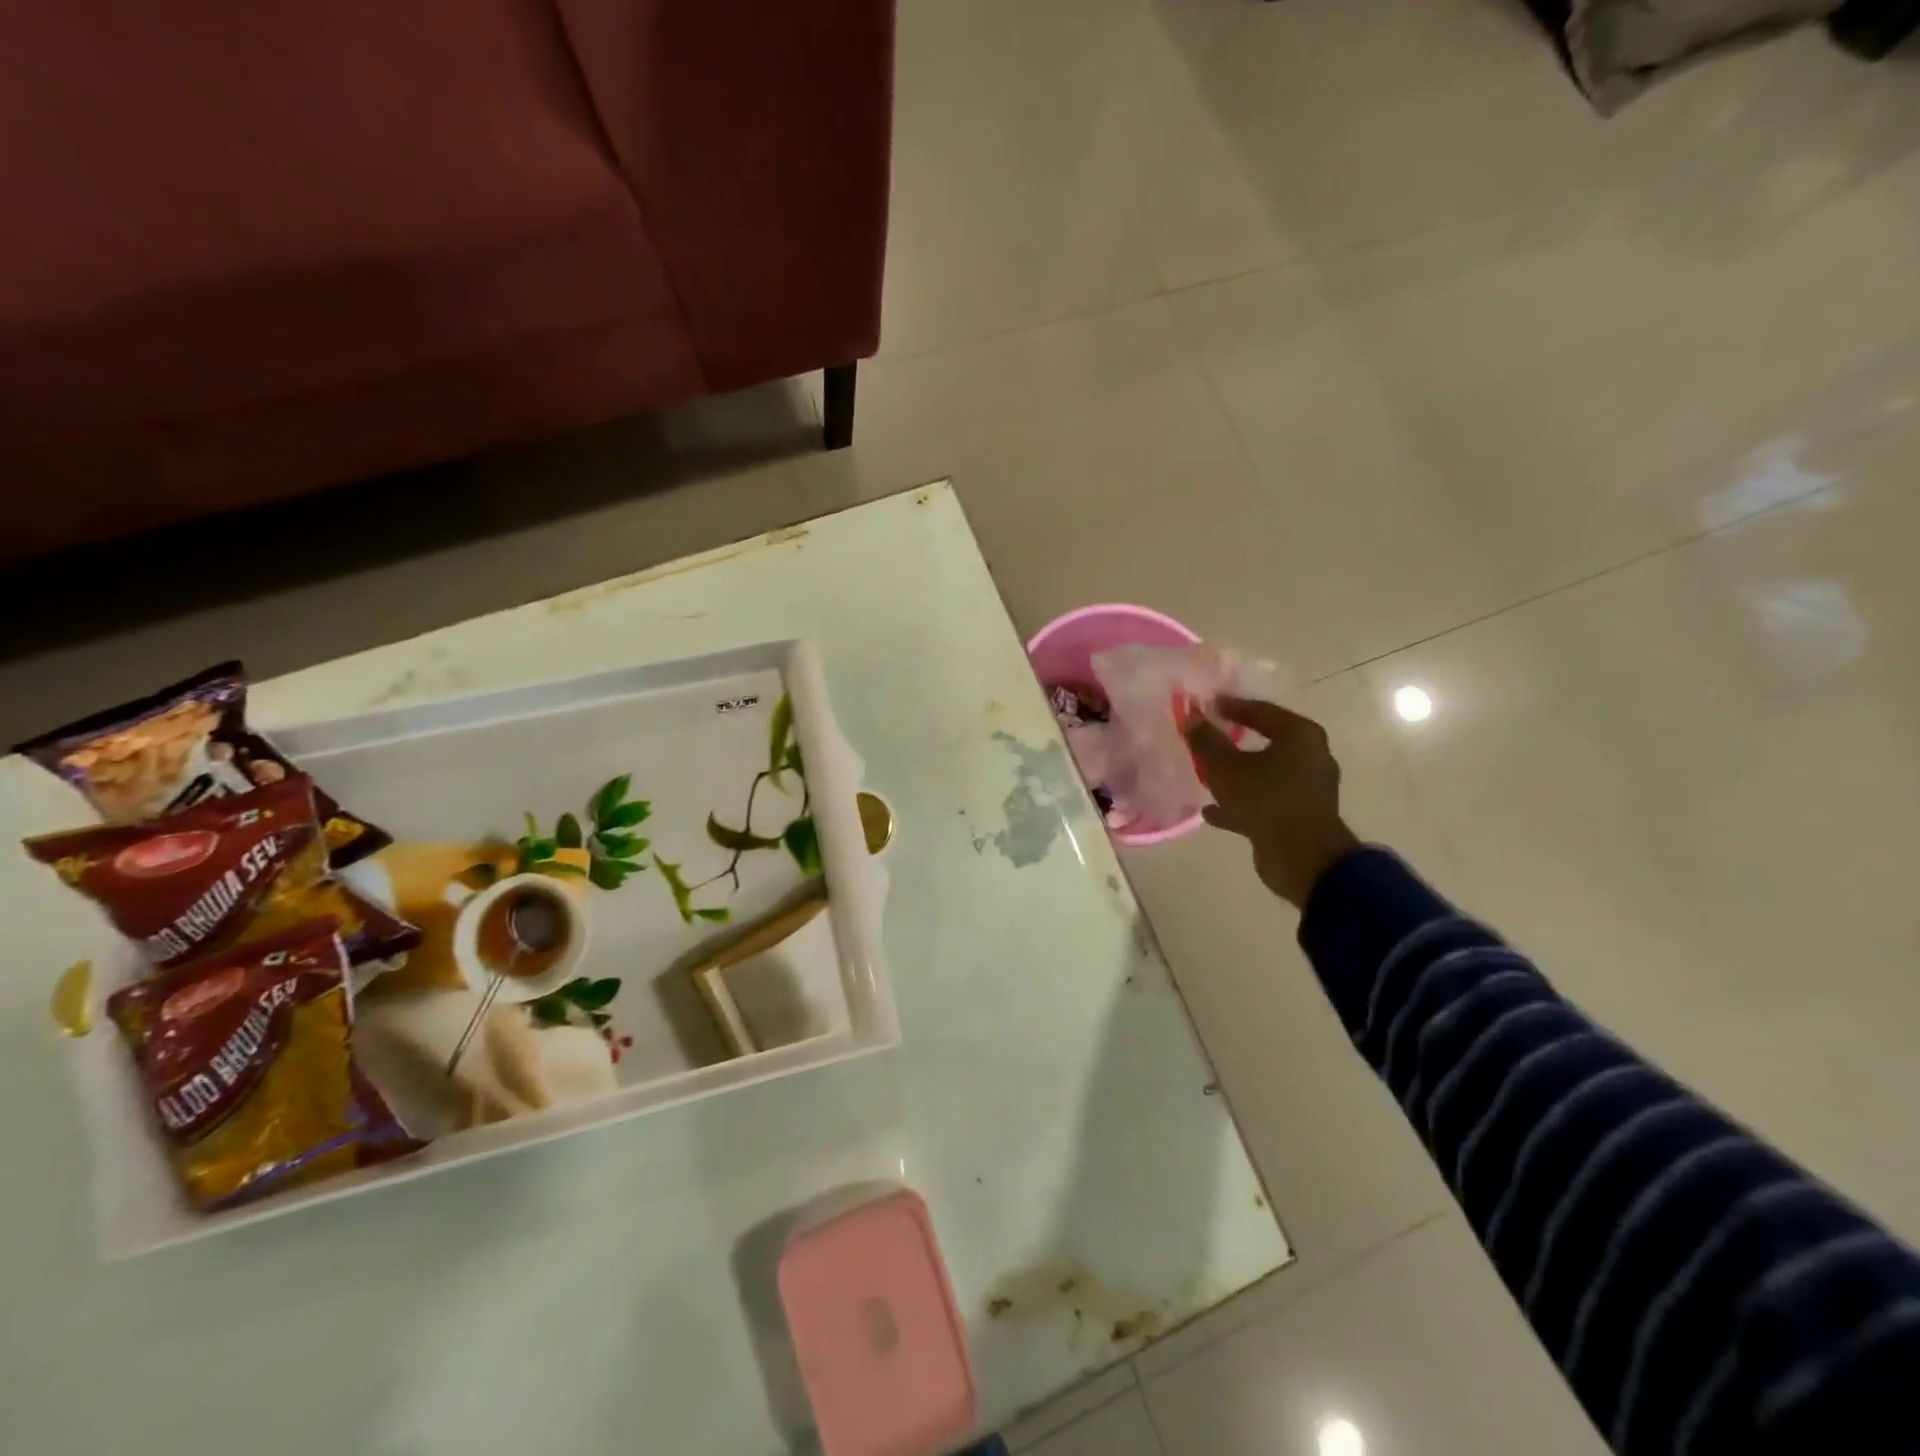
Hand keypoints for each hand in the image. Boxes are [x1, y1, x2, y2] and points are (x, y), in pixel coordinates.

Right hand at [1187, 697, 1358, 908]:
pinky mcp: (1300, 815)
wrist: (1302, 858)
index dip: (1231, 706)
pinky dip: (1241, 803)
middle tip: (1207, 737)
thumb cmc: (1266, 801)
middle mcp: (1311, 757)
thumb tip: (1192, 717)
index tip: (1207, 705)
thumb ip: (1206, 741)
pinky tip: (1212, 812)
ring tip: (1205, 775)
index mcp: (1300, 736)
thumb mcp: (1225, 768)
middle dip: (1233, 741)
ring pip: (1264, 774)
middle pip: (1266, 741)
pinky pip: (1265, 801)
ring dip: (1237, 775)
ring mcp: (1308, 788)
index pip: (1261, 711)